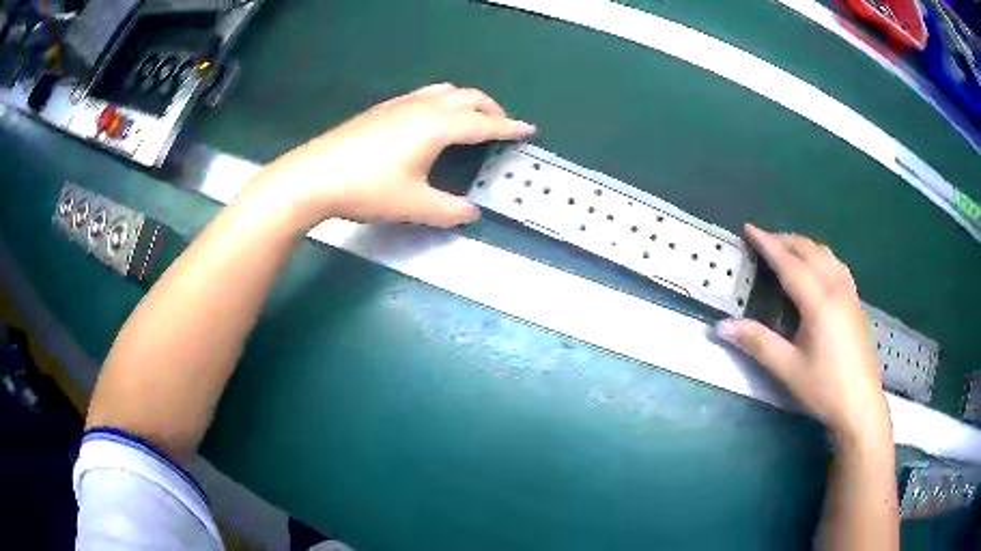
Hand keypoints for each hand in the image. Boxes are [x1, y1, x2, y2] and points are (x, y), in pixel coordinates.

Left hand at [249, 83, 535, 227]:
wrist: (313, 176)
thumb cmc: (367, 189)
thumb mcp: (413, 206)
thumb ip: (449, 210)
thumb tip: (471, 213)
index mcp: (437, 126)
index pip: (483, 123)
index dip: (509, 127)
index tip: (528, 128)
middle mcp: (422, 107)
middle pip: (467, 97)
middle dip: (491, 108)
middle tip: (501, 125)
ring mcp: (399, 104)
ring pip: (444, 91)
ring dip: (466, 100)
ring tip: (471, 118)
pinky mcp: (381, 109)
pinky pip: (423, 95)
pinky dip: (442, 101)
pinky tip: (432, 120)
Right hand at [716, 225, 888, 440]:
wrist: (861, 404)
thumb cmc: (824, 388)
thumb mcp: (788, 369)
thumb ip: (757, 343)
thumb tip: (722, 326)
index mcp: (818, 302)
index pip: (789, 263)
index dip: (767, 244)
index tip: (749, 228)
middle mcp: (836, 288)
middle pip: (809, 251)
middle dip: (785, 240)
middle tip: (764, 240)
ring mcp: (849, 293)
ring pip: (826, 254)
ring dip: (804, 245)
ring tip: (788, 249)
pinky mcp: (856, 303)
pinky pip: (837, 265)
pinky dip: (821, 256)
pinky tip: (818, 268)